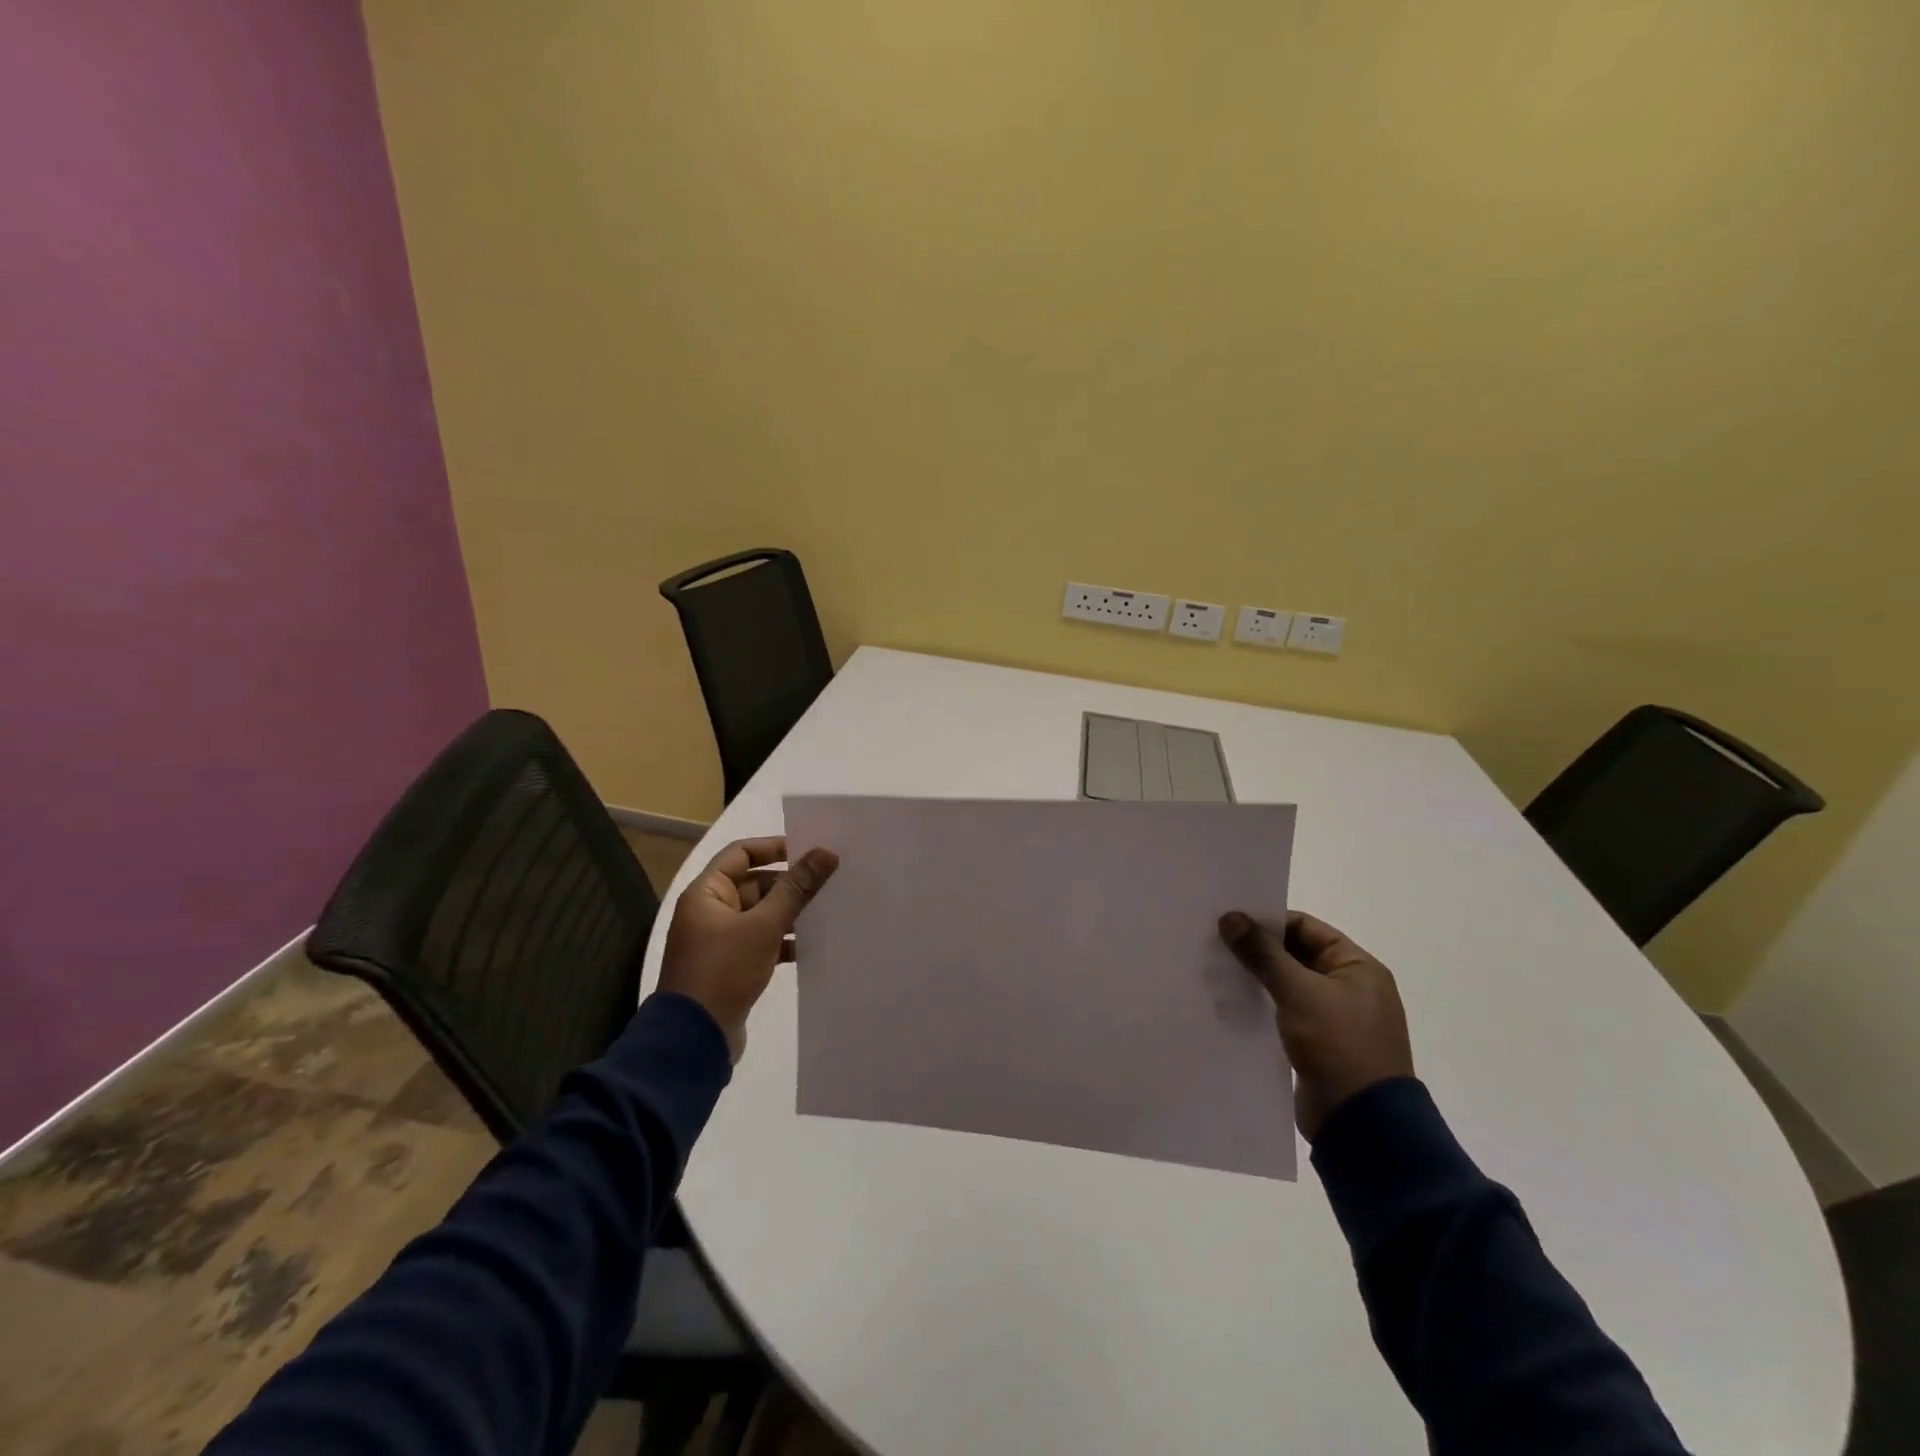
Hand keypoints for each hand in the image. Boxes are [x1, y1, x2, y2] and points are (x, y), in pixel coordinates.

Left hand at [659, 837, 838, 1061]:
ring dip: (791, 913)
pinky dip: (784, 940)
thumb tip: (826, 852)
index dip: (774, 847)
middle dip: (789, 883)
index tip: (810, 850)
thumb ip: (796, 888)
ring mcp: (720, 940)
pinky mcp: (732, 966)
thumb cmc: (724, 970)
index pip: (741, 853)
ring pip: (761, 914)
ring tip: (828, 911)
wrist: (694, 1040)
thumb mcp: (764, 925)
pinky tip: (813, 945)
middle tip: (829, 881)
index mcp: (706, 893)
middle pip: (754, 883)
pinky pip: (762, 941)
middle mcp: (710, 911)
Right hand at [1217, 909, 1412, 1141]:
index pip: (1306, 927)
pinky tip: (1231, 1004)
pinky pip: (1285, 1012)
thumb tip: (1230, 917)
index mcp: (1358, 967)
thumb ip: (1263, 953)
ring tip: (1216, 972)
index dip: (1268, 922)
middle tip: (1215, 944)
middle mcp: (1350, 987)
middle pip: (1296, 954)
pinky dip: (1262, 1005)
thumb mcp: (1298, 992)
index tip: (1229, 922)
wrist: (1362, 1124)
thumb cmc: (1339, 1045)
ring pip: (1287, 985)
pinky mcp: (1319, 1044)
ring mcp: (1335, 1018)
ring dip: (1257, 978)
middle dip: (1257, 950)